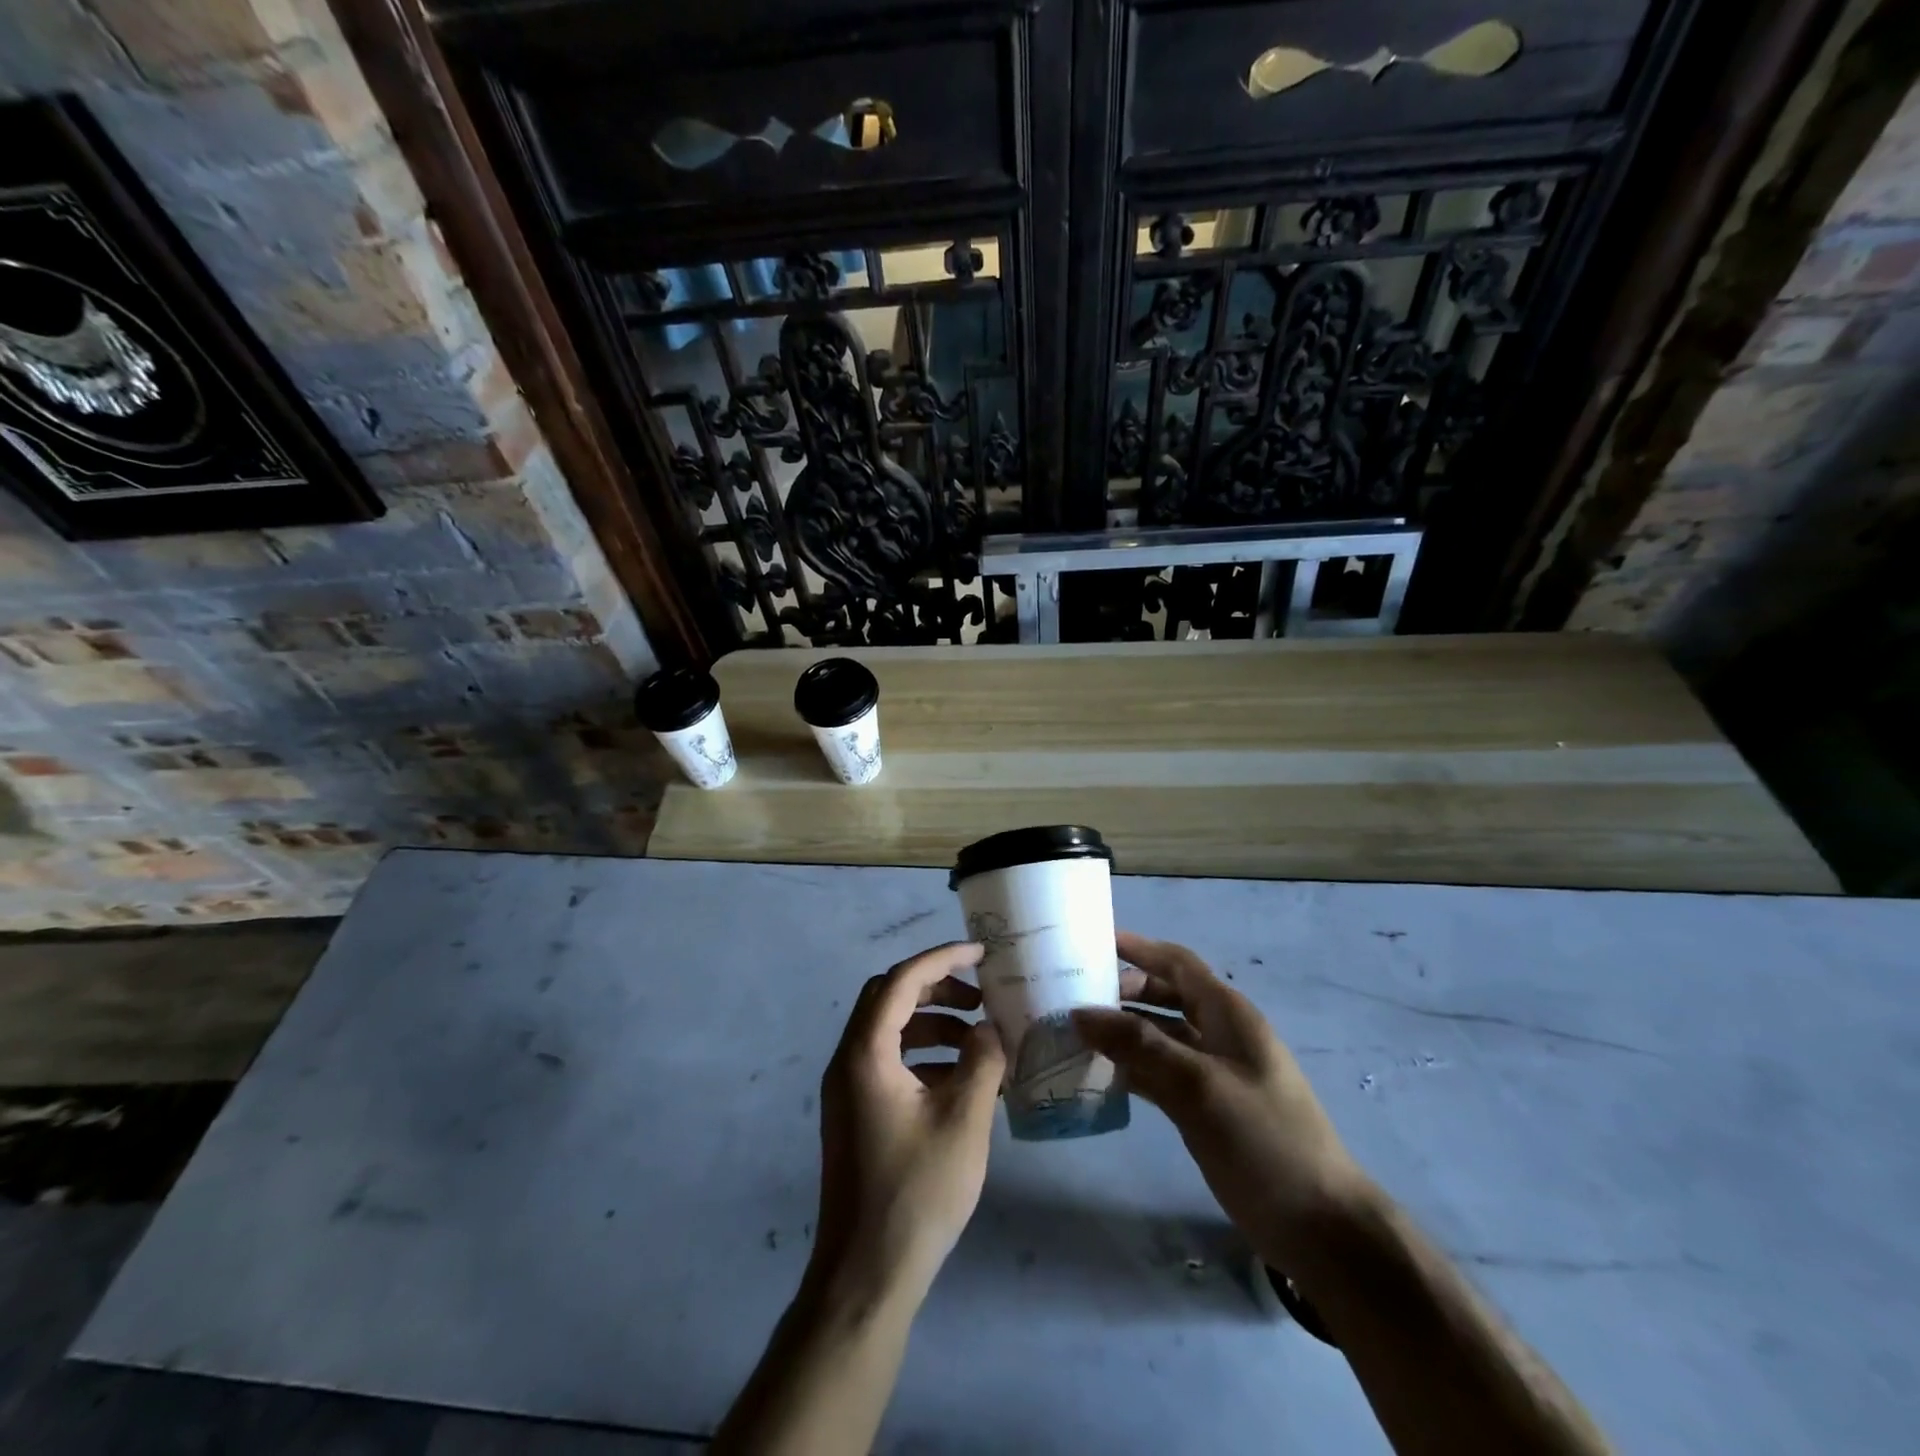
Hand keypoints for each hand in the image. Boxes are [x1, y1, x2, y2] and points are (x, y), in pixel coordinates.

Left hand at [810, 942, 1006, 1308]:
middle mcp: (848, 1060)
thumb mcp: (964, 1120)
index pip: (902, 981)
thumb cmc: (917, 1192)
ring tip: (979, 1042)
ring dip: (933, 1024)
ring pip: (889, 1030)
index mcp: (866, 1052)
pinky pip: (888, 1062)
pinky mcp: (854, 1113)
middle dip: (937, 989)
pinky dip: (923, 1056)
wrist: (866, 1274)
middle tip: (980, 999)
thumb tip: (989, 1029)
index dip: (942, 959)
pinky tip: (960, 1081)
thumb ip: (982, 1061)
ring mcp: (847, 1089)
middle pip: (889, 998)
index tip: (982, 954)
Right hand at [1073, 932, 1365, 1271]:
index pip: (1177, 963)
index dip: (1138, 948)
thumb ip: (1140, 1045)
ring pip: (1158, 1037)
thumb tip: (1081, 1012)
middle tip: (1073, 997)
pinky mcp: (1203, 1107)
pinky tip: (1097, 1074)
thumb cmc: (1264, 1139)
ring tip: (1074, 1033)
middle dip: (1123, 991)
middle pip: (1164, 996)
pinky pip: (1159, 1073)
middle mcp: (1218, 1034)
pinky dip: (1130, 1068)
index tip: (1093, 942)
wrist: (1319, 1225)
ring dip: (1121, 1032)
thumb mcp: (1199, 1085)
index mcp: (1227, 1014)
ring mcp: (1211, 1072)